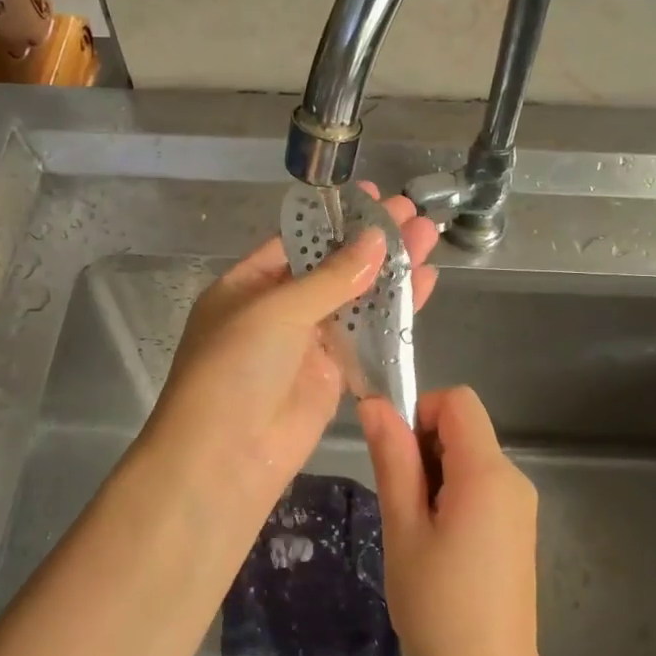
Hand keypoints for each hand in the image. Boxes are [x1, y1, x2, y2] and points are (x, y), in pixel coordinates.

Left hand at [143, 186, 440, 523]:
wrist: (225, 458)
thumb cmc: (234, 369)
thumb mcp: (275, 311)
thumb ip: (330, 278)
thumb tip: (375, 239)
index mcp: (249, 285)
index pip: (298, 242)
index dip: (337, 219)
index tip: (376, 197)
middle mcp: (279, 310)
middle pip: (334, 267)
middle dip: (372, 240)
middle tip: (414, 211)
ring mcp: (308, 344)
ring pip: (357, 300)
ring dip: (392, 271)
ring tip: (430, 236)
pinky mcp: (333, 375)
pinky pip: (369, 337)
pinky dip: (396, 313)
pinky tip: (425, 284)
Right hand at [360, 386, 541, 655]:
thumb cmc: (437, 607)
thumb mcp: (403, 528)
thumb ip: (393, 460)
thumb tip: (376, 404)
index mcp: (488, 473)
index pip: (458, 401)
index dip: (420, 415)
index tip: (398, 463)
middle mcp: (514, 479)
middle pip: (463, 430)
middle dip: (424, 452)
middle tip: (403, 511)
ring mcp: (520, 507)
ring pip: (469, 460)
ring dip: (435, 480)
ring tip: (419, 537)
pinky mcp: (518, 530)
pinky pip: (481, 489)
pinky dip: (453, 500)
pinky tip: (439, 550)